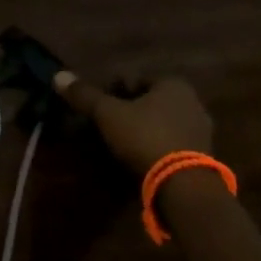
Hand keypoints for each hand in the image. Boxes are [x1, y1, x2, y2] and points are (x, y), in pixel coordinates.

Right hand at [53, 70, 212, 180]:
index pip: (137, 79)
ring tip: (120, 146)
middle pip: (151, 102)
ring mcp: (200, 132)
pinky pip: (171, 145)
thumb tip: (58, 75)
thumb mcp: (108, 114)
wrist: (184, 185)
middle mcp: (192, 103)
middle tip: (107, 125)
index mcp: (173, 85)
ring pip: (162, 124)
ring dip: (143, 131)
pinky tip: (140, 161)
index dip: (114, 90)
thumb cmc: (145, 137)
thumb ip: (85, 95)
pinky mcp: (202, 158)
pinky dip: (155, 149)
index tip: (99, 106)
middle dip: (130, 111)